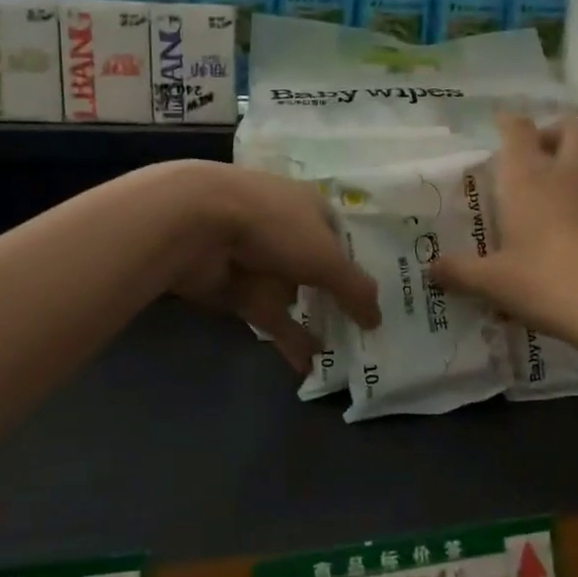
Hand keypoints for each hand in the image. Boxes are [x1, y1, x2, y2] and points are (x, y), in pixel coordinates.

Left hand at [169, 163, 380, 371]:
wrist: (198, 225)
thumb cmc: (275, 226)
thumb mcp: (328, 257)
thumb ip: (355, 290)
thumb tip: (378, 320)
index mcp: (312, 208)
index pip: (344, 240)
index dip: (360, 267)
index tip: (379, 298)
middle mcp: (289, 231)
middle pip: (320, 271)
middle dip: (339, 301)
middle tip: (366, 333)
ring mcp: (261, 262)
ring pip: (296, 298)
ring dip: (315, 325)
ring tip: (344, 357)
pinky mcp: (238, 290)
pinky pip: (272, 319)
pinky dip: (289, 340)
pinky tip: (309, 367)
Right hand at [429, 115, 577, 360]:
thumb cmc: (548, 283)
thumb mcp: (494, 283)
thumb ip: (461, 272)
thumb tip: (432, 269)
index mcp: (527, 180)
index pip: (518, 130)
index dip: (507, 122)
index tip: (496, 124)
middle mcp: (564, 179)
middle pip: (570, 129)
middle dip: (551, 131)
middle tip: (530, 156)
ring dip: (564, 172)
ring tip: (536, 209)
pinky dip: (576, 208)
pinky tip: (559, 243)